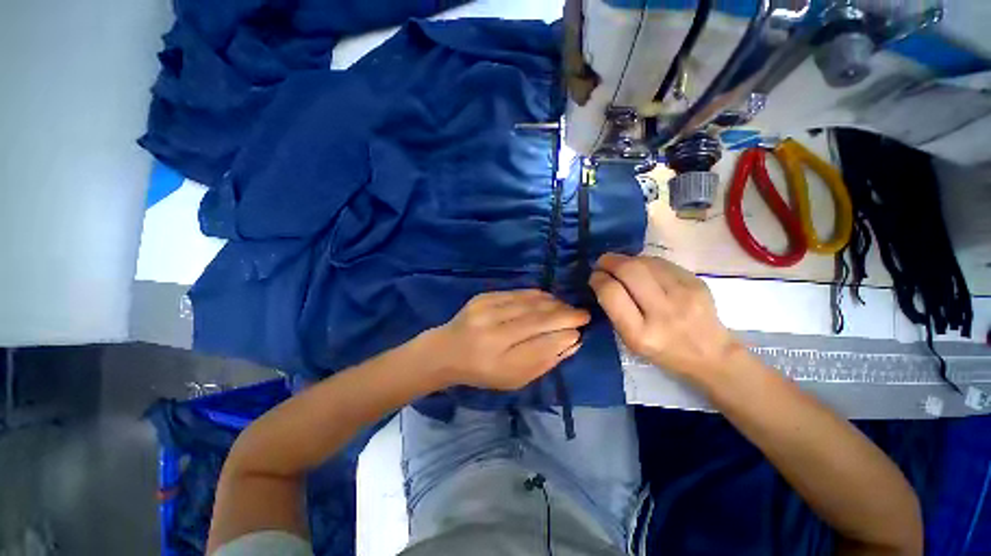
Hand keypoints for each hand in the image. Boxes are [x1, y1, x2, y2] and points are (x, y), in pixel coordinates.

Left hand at [429, 290, 588, 390]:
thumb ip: (543, 361)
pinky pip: (517, 293)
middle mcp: (491, 334)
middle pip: (537, 320)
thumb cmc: (482, 371)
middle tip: (582, 315)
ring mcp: (485, 311)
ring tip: (567, 308)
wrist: (447, 350)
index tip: (580, 332)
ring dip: (553, 304)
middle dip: (565, 316)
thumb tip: (572, 342)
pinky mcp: (483, 297)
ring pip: (529, 303)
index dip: (563, 337)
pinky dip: (537, 295)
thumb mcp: (513, 379)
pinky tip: (549, 299)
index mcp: (498, 361)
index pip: (541, 346)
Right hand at [589, 253, 743, 379]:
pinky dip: (646, 262)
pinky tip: (643, 270)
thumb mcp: (631, 341)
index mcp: (640, 334)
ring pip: (645, 262)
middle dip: (609, 261)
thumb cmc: (663, 352)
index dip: (598, 279)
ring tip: (621, 266)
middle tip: (603, 263)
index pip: (611, 293)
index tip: (594, 277)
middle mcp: (663, 312)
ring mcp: (684, 295)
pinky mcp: (697, 282)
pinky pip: (662, 263)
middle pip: (629, 271)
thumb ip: (615, 311)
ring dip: (627, 259)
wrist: (711, 355)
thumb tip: (603, 280)